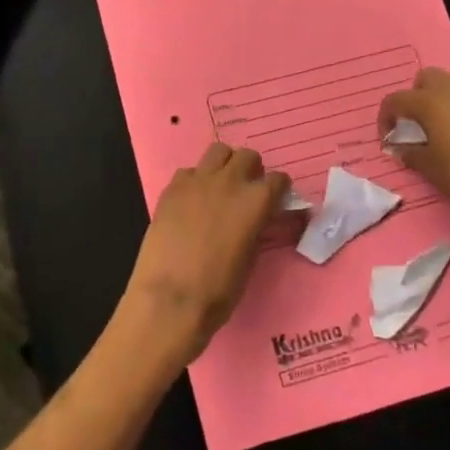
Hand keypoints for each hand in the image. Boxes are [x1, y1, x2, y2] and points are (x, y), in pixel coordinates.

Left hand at [121, 142, 289, 364]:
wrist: (170, 298)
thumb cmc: (218, 291)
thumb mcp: (250, 260)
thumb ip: (255, 229)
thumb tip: (255, 221)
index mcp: (256, 202)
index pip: (278, 180)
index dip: (279, 190)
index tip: (276, 200)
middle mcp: (229, 182)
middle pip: (247, 156)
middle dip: (252, 170)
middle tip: (246, 191)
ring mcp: (197, 181)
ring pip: (218, 151)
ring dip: (224, 165)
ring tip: (220, 187)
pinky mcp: (171, 189)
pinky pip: (189, 171)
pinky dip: (195, 181)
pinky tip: (192, 201)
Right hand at [377, 67, 449, 231]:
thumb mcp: (433, 171)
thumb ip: (412, 153)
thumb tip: (401, 148)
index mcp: (432, 102)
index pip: (396, 100)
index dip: (386, 118)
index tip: (388, 138)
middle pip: (426, 79)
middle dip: (415, 98)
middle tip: (416, 126)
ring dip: (441, 101)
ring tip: (442, 132)